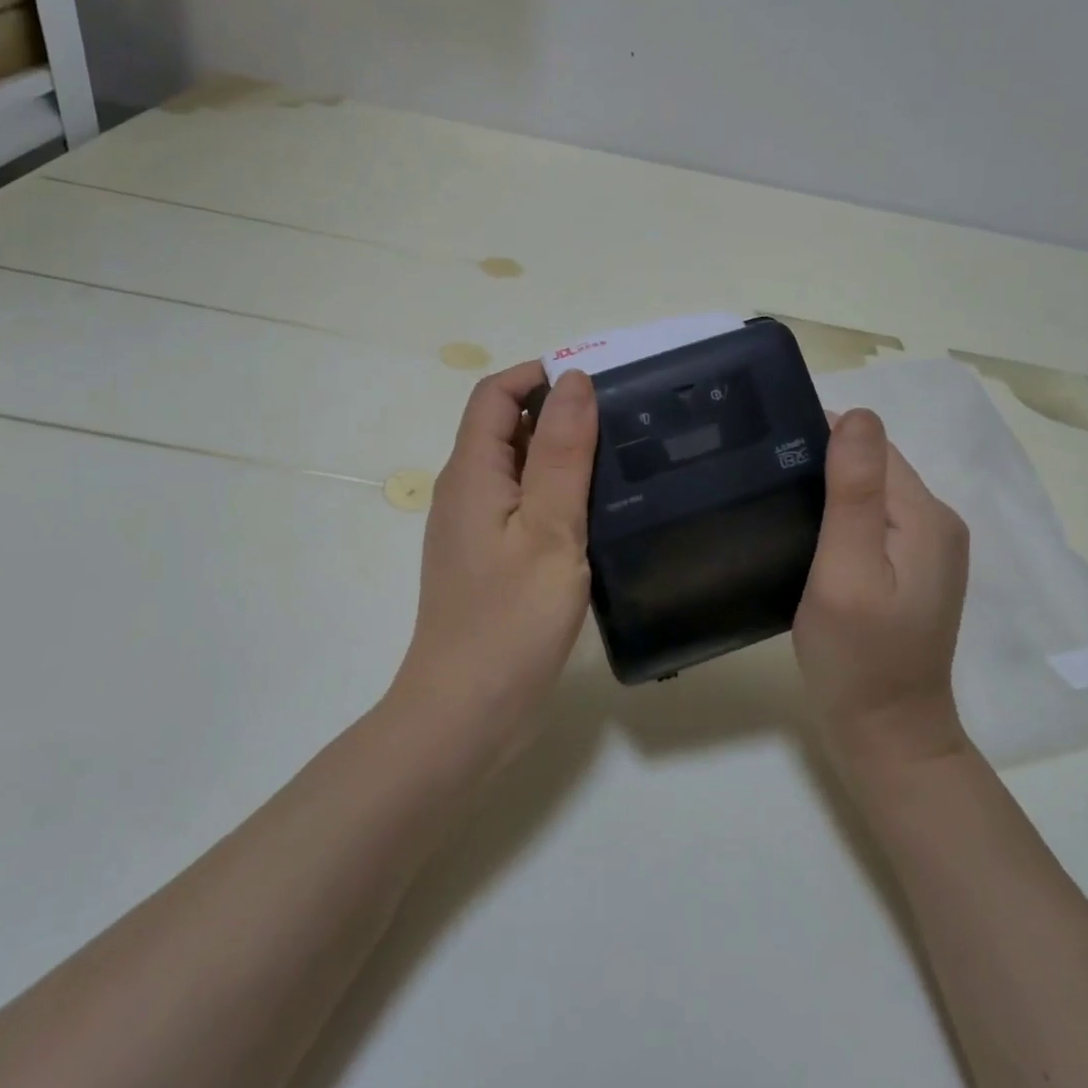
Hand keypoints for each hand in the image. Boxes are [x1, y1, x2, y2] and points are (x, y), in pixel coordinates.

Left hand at [390, 362, 598, 764]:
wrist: (467, 712)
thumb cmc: (510, 620)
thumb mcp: (548, 528)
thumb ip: (561, 452)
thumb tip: (572, 379)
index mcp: (471, 473)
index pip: (495, 394)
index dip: (538, 375)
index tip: (595, 383)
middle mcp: (466, 492)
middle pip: (505, 427)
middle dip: (557, 413)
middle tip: (621, 423)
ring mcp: (475, 529)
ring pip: (518, 469)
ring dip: (561, 456)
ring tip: (620, 463)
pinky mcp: (489, 560)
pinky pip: (522, 506)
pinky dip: (556, 496)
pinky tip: (596, 516)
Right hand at [793, 408, 971, 771]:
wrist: (886, 732)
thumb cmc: (859, 655)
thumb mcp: (848, 570)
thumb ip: (854, 493)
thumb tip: (857, 414)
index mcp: (927, 515)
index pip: (871, 447)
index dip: (819, 439)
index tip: (765, 451)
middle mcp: (937, 522)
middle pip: (872, 466)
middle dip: (821, 462)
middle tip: (760, 480)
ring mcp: (927, 548)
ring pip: (869, 493)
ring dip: (826, 489)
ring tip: (774, 502)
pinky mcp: (911, 570)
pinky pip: (870, 522)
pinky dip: (837, 517)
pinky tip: (805, 534)